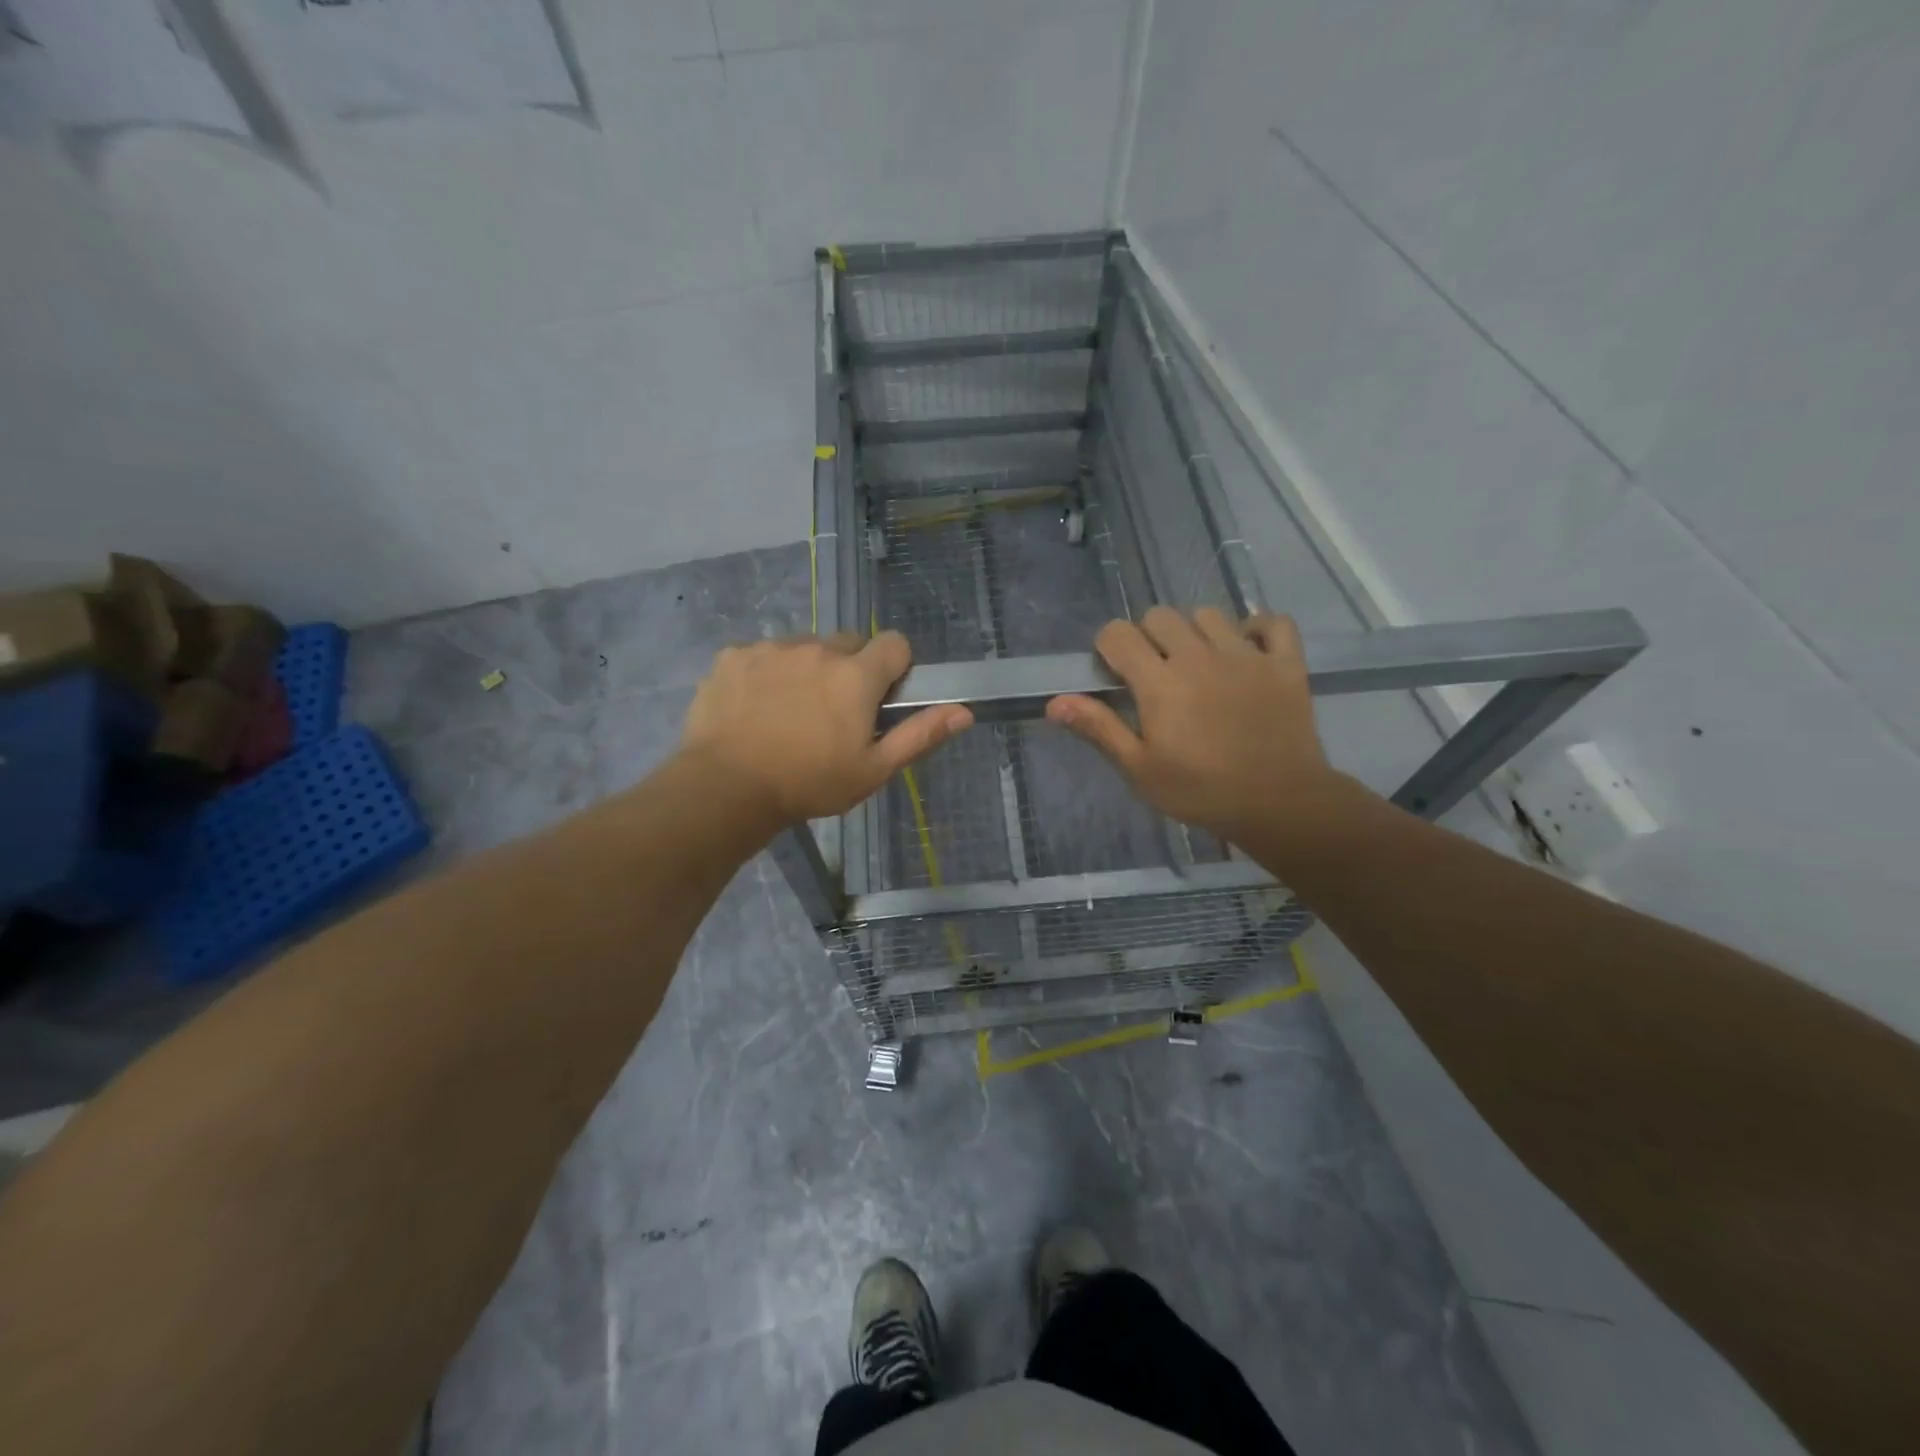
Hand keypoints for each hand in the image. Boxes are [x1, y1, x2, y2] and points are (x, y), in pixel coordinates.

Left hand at [680, 632, 971, 826]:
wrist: (726, 788)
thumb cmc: (809, 783)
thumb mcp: (873, 770)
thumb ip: (920, 735)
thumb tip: (964, 711)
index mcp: (856, 675)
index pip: (895, 643)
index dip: (895, 668)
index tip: (880, 698)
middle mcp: (817, 649)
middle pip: (848, 643)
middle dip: (850, 669)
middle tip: (834, 712)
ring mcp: (771, 649)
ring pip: (804, 647)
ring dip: (807, 669)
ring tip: (790, 713)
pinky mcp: (733, 656)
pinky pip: (762, 654)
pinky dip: (766, 674)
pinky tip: (755, 708)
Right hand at [1045, 607, 1345, 848]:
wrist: (1279, 804)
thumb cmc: (1200, 791)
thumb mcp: (1139, 768)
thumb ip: (1099, 728)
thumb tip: (1054, 702)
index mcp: (1159, 682)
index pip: (1118, 633)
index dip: (1109, 647)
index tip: (1114, 673)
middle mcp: (1199, 656)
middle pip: (1160, 616)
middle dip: (1148, 637)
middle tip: (1154, 672)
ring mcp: (1246, 655)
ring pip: (1209, 614)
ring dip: (1196, 632)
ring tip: (1199, 663)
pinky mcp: (1285, 663)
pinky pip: (1272, 622)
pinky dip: (1257, 629)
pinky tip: (1247, 651)